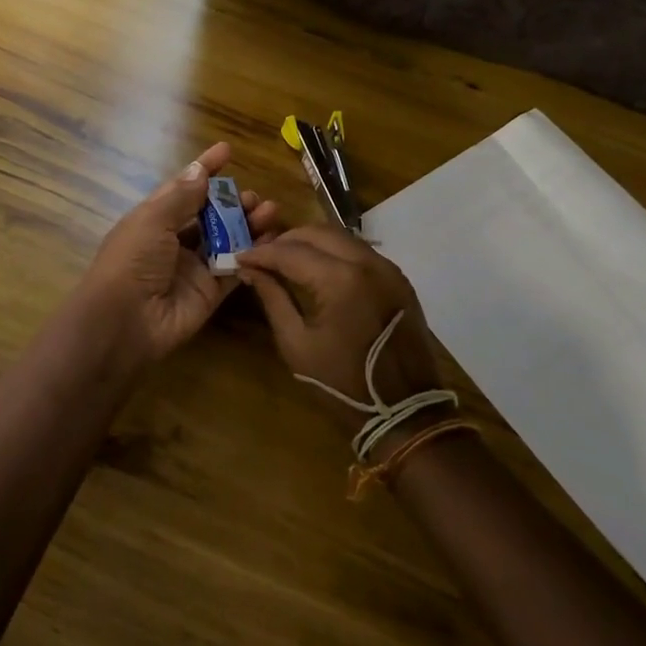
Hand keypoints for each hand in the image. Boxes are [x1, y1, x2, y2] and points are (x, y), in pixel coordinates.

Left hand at [71, 142, 280, 363]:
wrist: (125, 321)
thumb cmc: (132, 260)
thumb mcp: (153, 220)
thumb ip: (182, 196)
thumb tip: (200, 170)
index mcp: (154, 218)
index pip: (183, 187)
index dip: (204, 169)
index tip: (226, 150)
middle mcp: (174, 240)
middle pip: (209, 214)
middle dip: (231, 201)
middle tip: (253, 197)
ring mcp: (193, 267)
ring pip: (226, 239)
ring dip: (246, 223)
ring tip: (269, 211)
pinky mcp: (210, 292)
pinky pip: (235, 267)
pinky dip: (252, 252)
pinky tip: (271, 239)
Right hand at [236, 226, 449, 447]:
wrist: (405, 412)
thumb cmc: (343, 384)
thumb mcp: (296, 343)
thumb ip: (272, 298)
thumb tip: (251, 270)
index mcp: (340, 280)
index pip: (291, 252)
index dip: (261, 253)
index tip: (240, 257)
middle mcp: (367, 262)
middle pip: (317, 233)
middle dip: (285, 239)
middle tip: (261, 254)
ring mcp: (387, 268)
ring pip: (340, 237)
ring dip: (310, 242)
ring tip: (285, 258)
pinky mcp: (398, 278)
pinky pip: (359, 251)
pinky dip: (334, 252)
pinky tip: (317, 267)